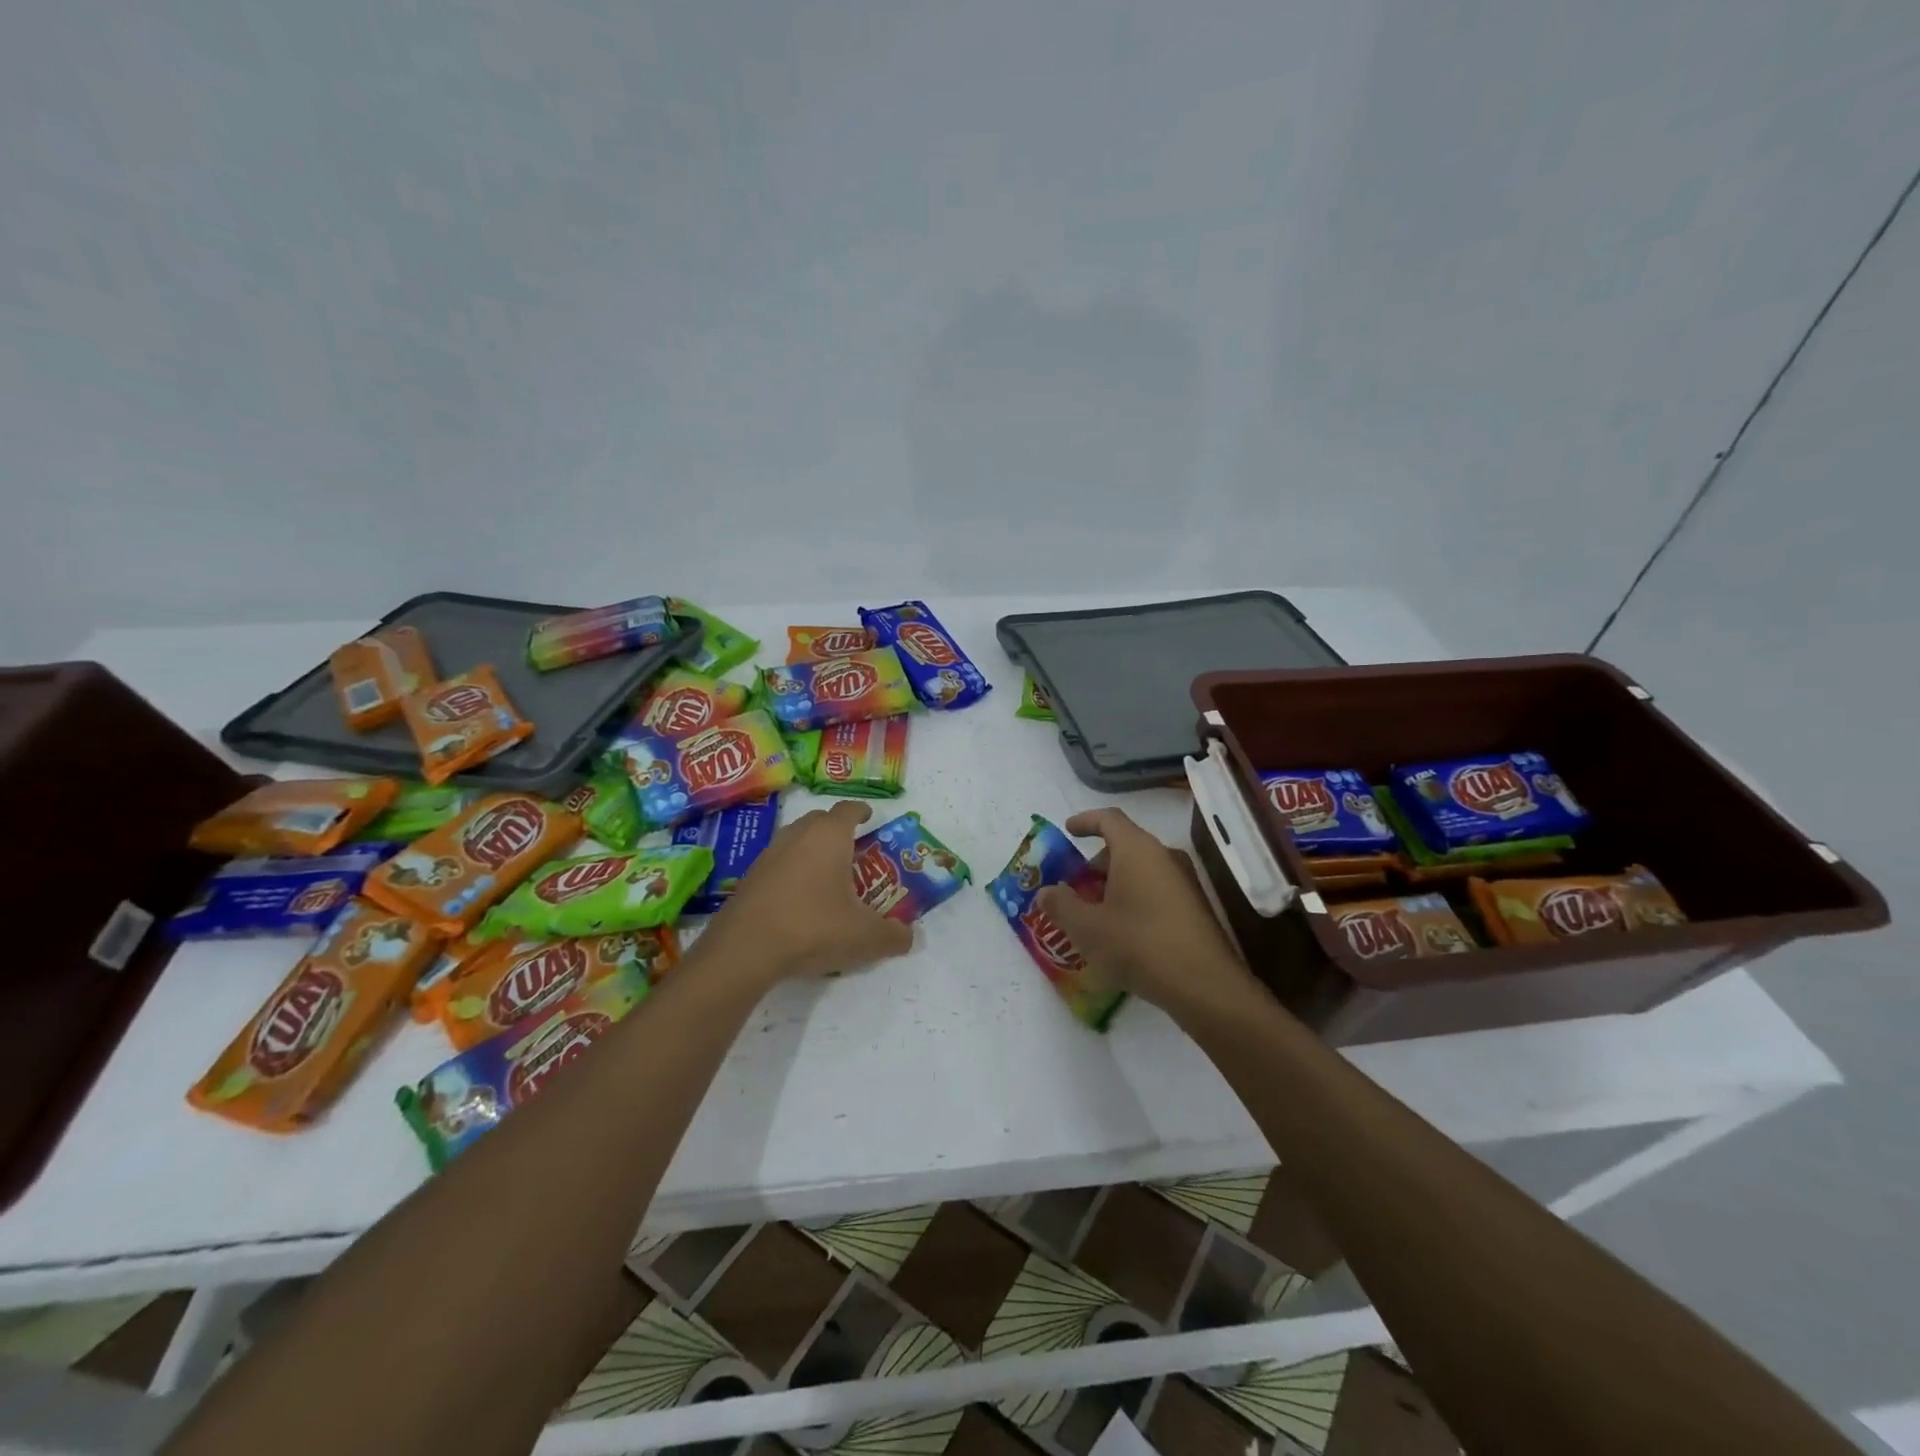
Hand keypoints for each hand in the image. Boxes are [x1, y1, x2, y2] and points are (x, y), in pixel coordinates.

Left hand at [700, 800, 913, 984]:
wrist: (745, 948)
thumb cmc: (813, 927)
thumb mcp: (864, 937)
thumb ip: (892, 936)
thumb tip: (908, 937)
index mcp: (830, 836)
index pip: (849, 809)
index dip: (862, 811)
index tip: (871, 818)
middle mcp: (798, 835)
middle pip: (820, 820)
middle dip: (837, 830)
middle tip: (853, 851)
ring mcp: (769, 854)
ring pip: (796, 839)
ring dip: (812, 850)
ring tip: (827, 876)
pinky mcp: (749, 877)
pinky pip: (778, 863)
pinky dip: (792, 871)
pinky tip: (799, 900)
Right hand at [1035, 809, 1252, 1010]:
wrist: (1205, 986)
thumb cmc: (1139, 945)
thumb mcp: (1087, 928)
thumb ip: (1060, 905)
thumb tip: (1046, 892)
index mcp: (1137, 850)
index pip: (1109, 818)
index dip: (1085, 821)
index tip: (1067, 831)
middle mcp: (1164, 856)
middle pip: (1124, 847)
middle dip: (1095, 865)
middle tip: (1073, 890)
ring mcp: (1184, 882)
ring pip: (1140, 871)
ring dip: (1113, 886)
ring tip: (1093, 916)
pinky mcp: (1194, 908)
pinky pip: (1155, 890)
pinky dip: (1133, 900)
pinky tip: (1121, 934)